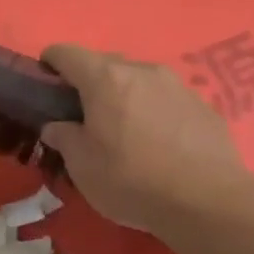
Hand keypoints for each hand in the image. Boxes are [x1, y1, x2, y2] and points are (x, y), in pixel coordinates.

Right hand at [40, 45, 253, 232]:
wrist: (208, 200)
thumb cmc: (131, 180)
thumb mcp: (82, 166)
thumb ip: (64, 138)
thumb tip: (57, 126)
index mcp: (105, 79)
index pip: (67, 53)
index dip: (50, 63)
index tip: (45, 84)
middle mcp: (142, 71)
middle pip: (105, 64)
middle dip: (88, 83)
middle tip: (82, 117)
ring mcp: (177, 85)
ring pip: (139, 81)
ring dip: (124, 97)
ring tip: (123, 132)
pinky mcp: (203, 105)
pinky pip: (166, 100)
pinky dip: (152, 112)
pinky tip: (157, 145)